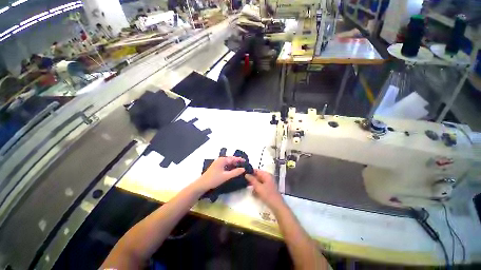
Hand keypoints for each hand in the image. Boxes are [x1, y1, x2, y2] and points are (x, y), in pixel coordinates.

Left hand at [195, 156, 245, 191]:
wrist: (202, 185)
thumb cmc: (214, 179)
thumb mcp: (226, 176)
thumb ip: (235, 172)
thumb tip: (243, 169)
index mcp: (222, 160)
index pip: (233, 158)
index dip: (240, 159)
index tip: (246, 161)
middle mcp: (220, 160)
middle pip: (231, 159)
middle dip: (237, 162)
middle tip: (244, 166)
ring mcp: (218, 163)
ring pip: (228, 163)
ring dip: (233, 165)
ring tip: (240, 168)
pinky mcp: (216, 167)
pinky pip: (225, 165)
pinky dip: (230, 167)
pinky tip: (232, 171)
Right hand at [245, 169, 284, 209]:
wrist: (277, 206)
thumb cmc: (268, 195)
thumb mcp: (258, 187)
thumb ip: (252, 180)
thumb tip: (246, 174)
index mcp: (266, 175)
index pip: (256, 170)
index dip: (250, 171)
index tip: (243, 173)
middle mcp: (267, 177)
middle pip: (257, 176)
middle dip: (251, 179)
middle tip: (243, 180)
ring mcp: (268, 183)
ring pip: (258, 181)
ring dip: (253, 184)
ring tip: (246, 186)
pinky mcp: (267, 189)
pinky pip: (260, 186)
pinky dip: (256, 188)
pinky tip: (253, 192)